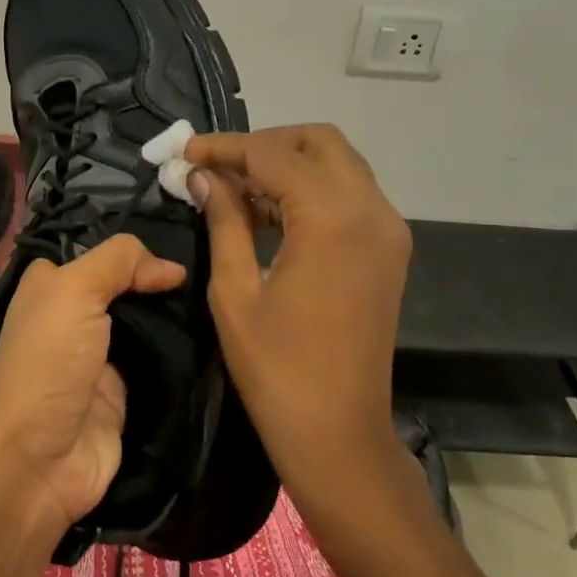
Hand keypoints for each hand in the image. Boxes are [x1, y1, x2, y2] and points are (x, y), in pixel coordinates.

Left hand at [0, 235, 186, 543]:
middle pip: (125, 288)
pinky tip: (216, 337)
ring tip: (221, 295)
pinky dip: (182, 356)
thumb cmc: (46, 364)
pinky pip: (159, 366)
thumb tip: (172, 268)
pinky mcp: (122, 397)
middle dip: (161, 279)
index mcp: (51, 288)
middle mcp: (74, 319)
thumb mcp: (73, 291)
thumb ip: (118, 262)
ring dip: (176, 316)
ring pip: (146, 326)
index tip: (180, 235)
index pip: (96, 253)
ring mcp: (100, 360)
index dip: (132, 245)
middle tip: (212, 265)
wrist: (34, 467)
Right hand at [185, 125, 413, 510]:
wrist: (339, 434)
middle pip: (318, 142)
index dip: (226, 147)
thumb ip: (223, 221)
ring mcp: (388, 229)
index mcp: (332, 217)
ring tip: (236, 189)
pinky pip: (350, 195)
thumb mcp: (234, 291)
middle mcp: (371, 209)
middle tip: (218, 167)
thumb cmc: (276, 368)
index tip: (187, 151)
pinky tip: (270, 213)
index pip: (273, 154)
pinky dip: (311, 190)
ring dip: (289, 164)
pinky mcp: (389, 250)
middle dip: (265, 144)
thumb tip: (203, 177)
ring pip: (338, 164)